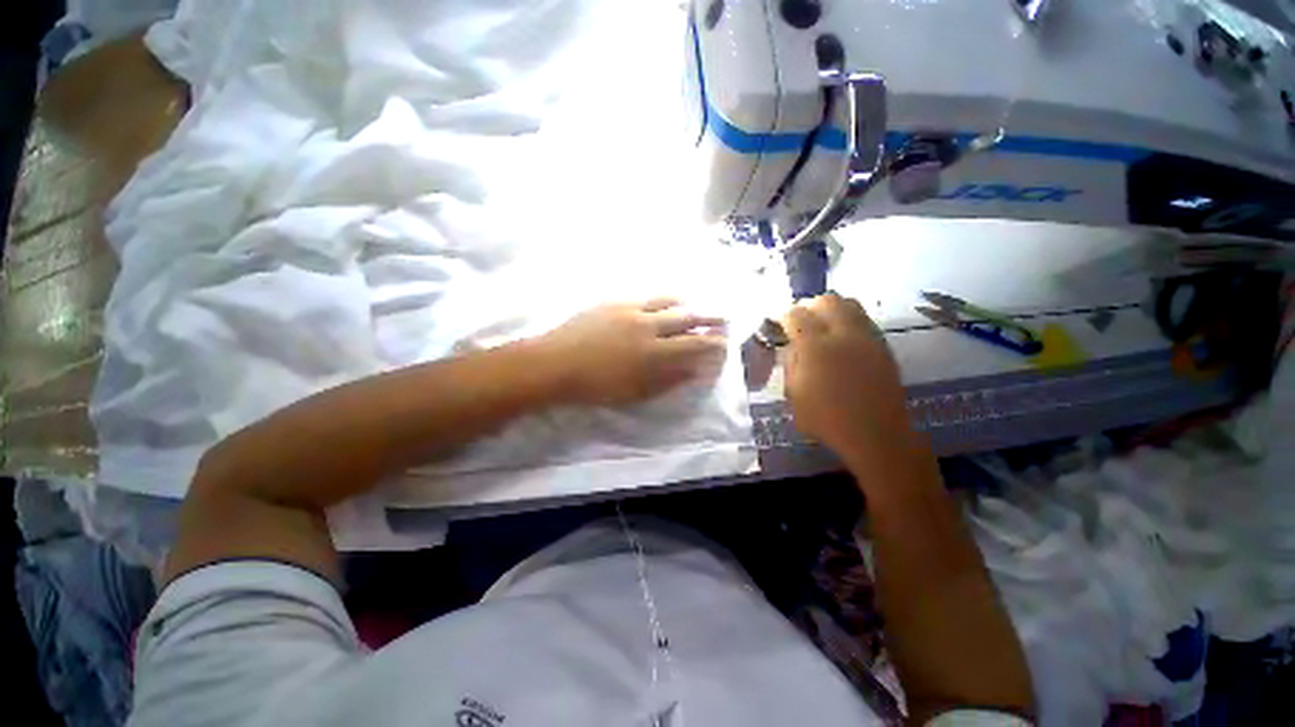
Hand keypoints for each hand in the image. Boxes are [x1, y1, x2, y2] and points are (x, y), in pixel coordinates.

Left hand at [538, 299, 727, 405]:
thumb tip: (694, 371)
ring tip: (694, 308)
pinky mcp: (615, 301)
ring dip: (687, 305)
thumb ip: (668, 381)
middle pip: (687, 317)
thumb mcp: (636, 392)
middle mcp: (649, 325)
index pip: (695, 345)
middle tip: (721, 319)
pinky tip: (663, 305)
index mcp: (654, 352)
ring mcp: (631, 309)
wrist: (555, 363)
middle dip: (709, 318)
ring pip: (668, 301)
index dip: (714, 344)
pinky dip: (662, 301)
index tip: (724, 344)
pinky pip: (646, 297)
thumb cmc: (596, 386)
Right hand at [781, 294, 910, 452]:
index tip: (780, 323)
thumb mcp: (794, 395)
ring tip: (823, 325)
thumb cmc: (826, 420)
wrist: (876, 434)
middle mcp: (843, 335)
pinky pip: (864, 319)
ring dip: (832, 309)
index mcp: (815, 348)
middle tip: (802, 321)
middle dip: (810, 305)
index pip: (796, 315)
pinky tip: (843, 338)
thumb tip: (793, 346)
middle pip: (827, 300)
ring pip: (850, 303)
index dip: (785, 315)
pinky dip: (849, 320)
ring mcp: (867, 338)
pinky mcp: (883, 345)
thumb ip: (791, 365)